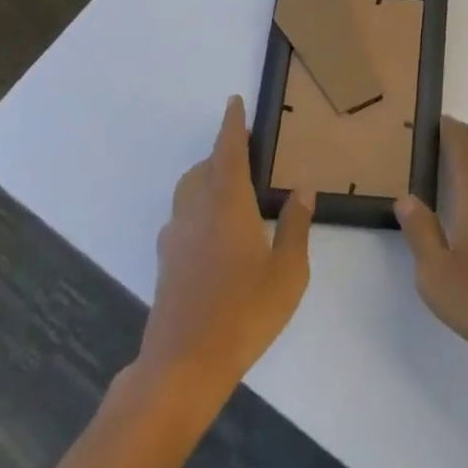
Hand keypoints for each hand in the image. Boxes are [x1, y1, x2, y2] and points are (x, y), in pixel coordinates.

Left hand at [139, 96, 314, 393]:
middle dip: (222, 154)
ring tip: (230, 190)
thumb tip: (302, 189)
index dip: (233, 124)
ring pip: (188, 190)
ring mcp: (176, 237)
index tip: (235, 101)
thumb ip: (295, 226)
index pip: (229, 151)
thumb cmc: (243, 313)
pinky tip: (211, 233)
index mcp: (228, 203)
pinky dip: (196, 208)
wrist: (183, 366)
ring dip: (206, 178)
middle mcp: (197, 210)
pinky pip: (181, 218)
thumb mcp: (287, 272)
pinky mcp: (166, 262)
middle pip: (205, 167)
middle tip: (246, 155)